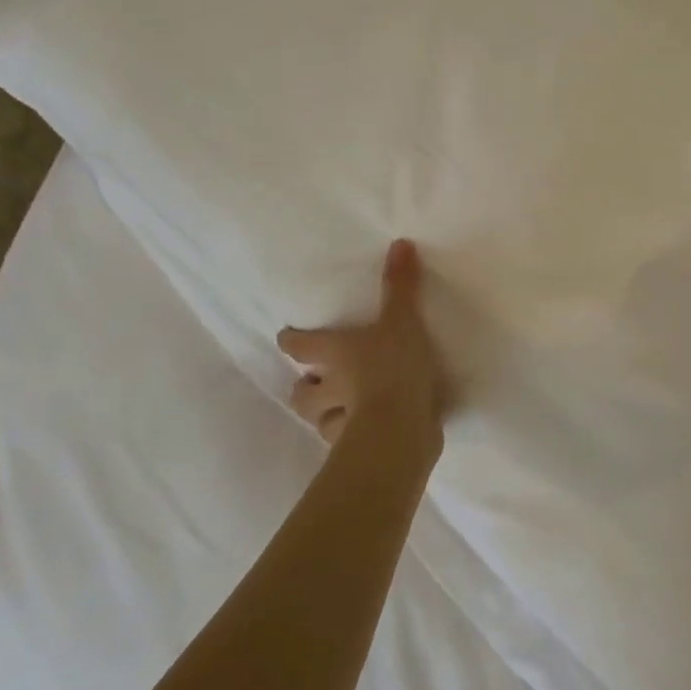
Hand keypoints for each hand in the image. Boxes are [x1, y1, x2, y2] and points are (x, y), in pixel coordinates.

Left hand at [278, 240, 449, 455]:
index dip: (292, 340)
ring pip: (319, 420)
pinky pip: (346, 442)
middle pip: (302, 392)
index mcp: (335, 353)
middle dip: (304, 387)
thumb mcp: (403, 320)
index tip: (287, 338)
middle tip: (314, 382)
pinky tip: (366, 433)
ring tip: (337, 411)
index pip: (300, 345)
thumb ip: (401, 286)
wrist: (401, 425)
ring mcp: (342, 421)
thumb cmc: (394, 366)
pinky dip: (350, 438)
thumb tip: (400, 242)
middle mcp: (330, 388)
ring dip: (323, 415)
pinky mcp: (359, 446)